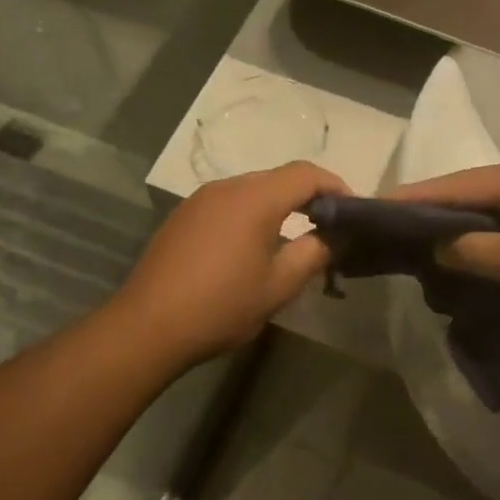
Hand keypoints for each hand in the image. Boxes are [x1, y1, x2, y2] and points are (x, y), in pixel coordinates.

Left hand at [111, 161, 347, 365]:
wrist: (147, 326)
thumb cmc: (221, 306)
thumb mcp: (278, 287)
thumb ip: (312, 254)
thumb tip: (330, 237)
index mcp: (254, 198)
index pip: (305, 173)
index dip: (335, 185)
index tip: (352, 211)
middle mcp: (226, 188)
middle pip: (277, 178)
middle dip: (307, 196)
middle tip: (326, 228)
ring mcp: (199, 200)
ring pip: (250, 190)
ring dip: (277, 206)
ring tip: (291, 238)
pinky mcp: (182, 217)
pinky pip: (227, 204)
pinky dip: (249, 215)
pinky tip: (249, 247)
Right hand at [389, 157, 499, 329]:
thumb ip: (470, 251)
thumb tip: (436, 246)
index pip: (449, 185)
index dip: (409, 200)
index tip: (372, 211)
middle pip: (467, 196)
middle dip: (432, 218)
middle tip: (394, 241)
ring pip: (489, 215)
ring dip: (460, 235)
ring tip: (425, 257)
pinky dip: (488, 245)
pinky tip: (471, 265)